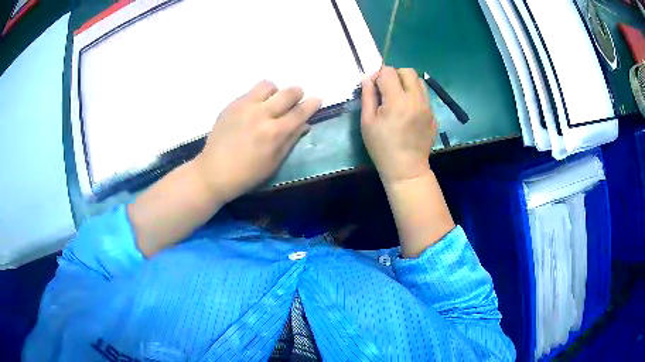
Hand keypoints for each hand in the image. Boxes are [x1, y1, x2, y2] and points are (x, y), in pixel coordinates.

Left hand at [194, 81, 320, 202]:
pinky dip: (257, 98)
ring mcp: (244, 107)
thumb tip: (305, 124)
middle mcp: (261, 114)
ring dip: (275, 92)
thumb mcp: (274, 162)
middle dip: (297, 93)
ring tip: (271, 103)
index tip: (318, 98)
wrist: (213, 172)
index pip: (300, 112)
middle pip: (287, 92)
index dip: (312, 104)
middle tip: (295, 100)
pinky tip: (252, 111)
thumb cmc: (247, 174)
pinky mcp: (231, 105)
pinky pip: (250, 93)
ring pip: (267, 85)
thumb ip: (291, 140)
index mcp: (274, 133)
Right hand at [360, 67, 436, 184]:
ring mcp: (428, 107)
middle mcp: (416, 99)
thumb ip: (367, 96)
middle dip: (395, 74)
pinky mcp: (433, 115)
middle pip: (407, 71)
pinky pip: (425, 96)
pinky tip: (408, 112)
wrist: (406, 169)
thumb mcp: (367, 122)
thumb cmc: (382, 147)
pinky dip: (415, 96)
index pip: (388, 71)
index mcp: (397, 100)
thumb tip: (367, 78)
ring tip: (398, 98)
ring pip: (419, 82)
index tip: (373, 87)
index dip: (378, 75)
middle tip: (386, 89)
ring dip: (407, 83)